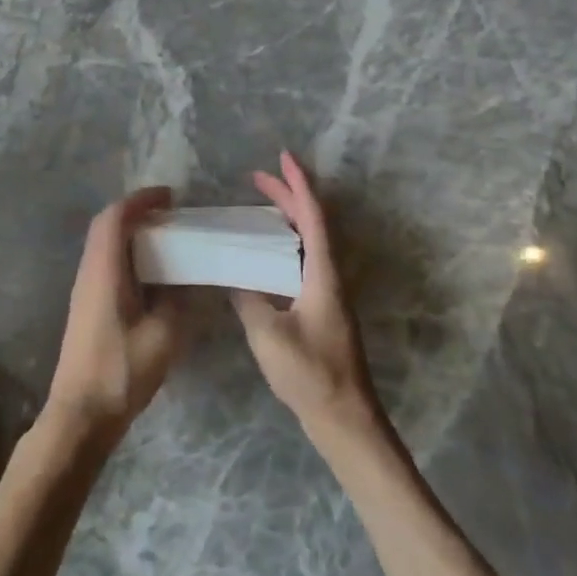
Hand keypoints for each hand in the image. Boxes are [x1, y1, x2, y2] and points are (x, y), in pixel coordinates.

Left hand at [42, 187, 187, 446]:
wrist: (80, 413)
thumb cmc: (121, 371)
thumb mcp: (163, 335)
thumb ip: (179, 300)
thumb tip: (190, 279)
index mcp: (103, 270)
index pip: (115, 217)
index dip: (141, 200)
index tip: (170, 197)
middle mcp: (88, 272)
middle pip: (106, 226)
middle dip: (137, 212)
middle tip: (171, 214)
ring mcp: (84, 290)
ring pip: (104, 245)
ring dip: (132, 233)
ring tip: (166, 238)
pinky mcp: (87, 307)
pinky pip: (106, 263)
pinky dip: (128, 254)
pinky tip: (152, 273)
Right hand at [232, 153, 383, 439]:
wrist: (344, 418)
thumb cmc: (310, 374)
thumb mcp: (269, 335)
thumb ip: (248, 299)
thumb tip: (232, 276)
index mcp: (322, 274)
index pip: (313, 216)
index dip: (298, 184)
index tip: (284, 157)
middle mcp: (328, 275)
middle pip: (311, 223)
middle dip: (287, 195)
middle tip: (257, 176)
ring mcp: (326, 293)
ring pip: (307, 242)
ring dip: (286, 219)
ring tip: (258, 206)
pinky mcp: (320, 309)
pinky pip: (301, 261)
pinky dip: (283, 245)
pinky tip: (261, 254)